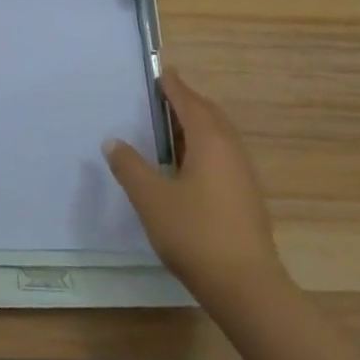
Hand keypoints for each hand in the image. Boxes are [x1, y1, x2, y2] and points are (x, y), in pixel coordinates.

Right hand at [104, 71, 285, 298]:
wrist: (247, 287)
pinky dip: (203, 147)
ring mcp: (243, 174)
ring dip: (195, 126)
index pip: (189, 101)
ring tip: (169, 130)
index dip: (173, 85)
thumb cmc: (195, 233)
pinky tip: (186, 167)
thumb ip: (129, 166)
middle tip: (161, 98)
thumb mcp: (150, 198)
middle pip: (209, 114)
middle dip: (186, 102)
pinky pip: (223, 155)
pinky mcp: (246, 196)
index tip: (160, 71)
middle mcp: (230, 149)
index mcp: (209, 140)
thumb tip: (112, 141)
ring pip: (219, 136)